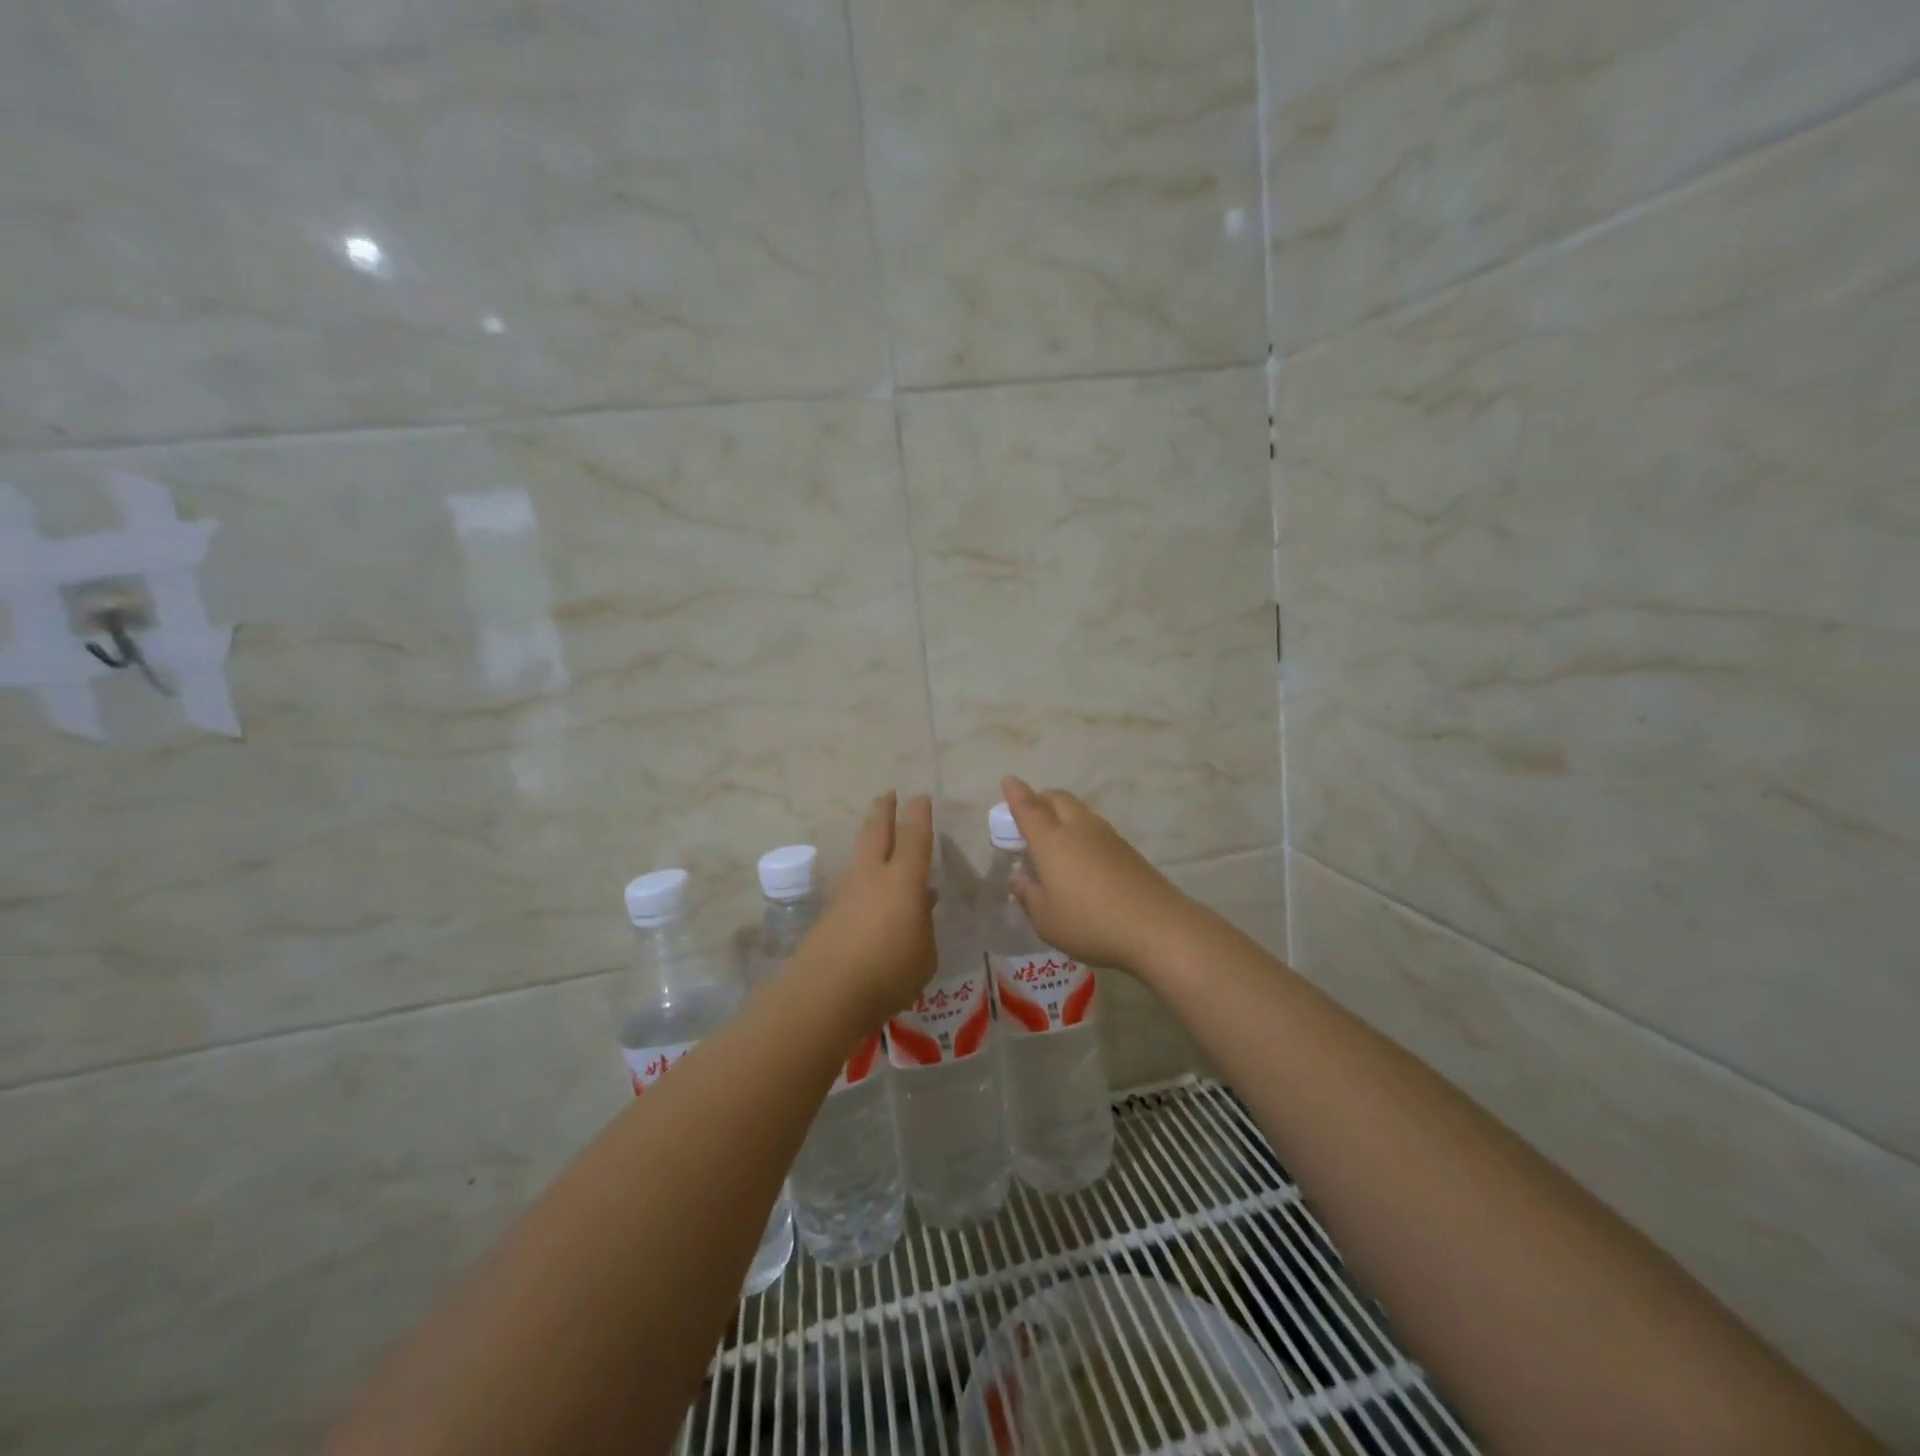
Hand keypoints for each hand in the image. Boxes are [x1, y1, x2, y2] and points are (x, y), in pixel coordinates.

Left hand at [794, 792, 936, 1026]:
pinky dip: (862, 877)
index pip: (914, 837)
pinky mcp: (828, 913)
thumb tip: (920, 904)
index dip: (919, 815)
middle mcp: (872, 876)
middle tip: (888, 794)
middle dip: (883, 810)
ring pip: (859, 854)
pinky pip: (850, 883)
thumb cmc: (889, 973)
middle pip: (876, 832)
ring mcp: (845, 892)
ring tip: (877, 836)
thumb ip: (924, 926)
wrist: (825, 994)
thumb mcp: (924, 954)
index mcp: (903, 881)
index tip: (920, 798)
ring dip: (868, 839)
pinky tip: (869, 892)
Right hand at [999, 776, 1193, 975]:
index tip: (1009, 781)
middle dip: (1040, 799)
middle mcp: (1078, 828)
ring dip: (1062, 815)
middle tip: (1029, 815)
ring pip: (1079, 811)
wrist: (1157, 927)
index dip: (1016, 794)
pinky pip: (1096, 829)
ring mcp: (1107, 836)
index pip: (1029, 808)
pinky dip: (1081, 832)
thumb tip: (1018, 877)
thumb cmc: (1090, 923)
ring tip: (1055, 839)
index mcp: (1052, 840)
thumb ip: (1028, 894)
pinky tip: (1081, 858)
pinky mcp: (1127, 850)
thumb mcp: (1046, 918)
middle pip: (1057, 798)